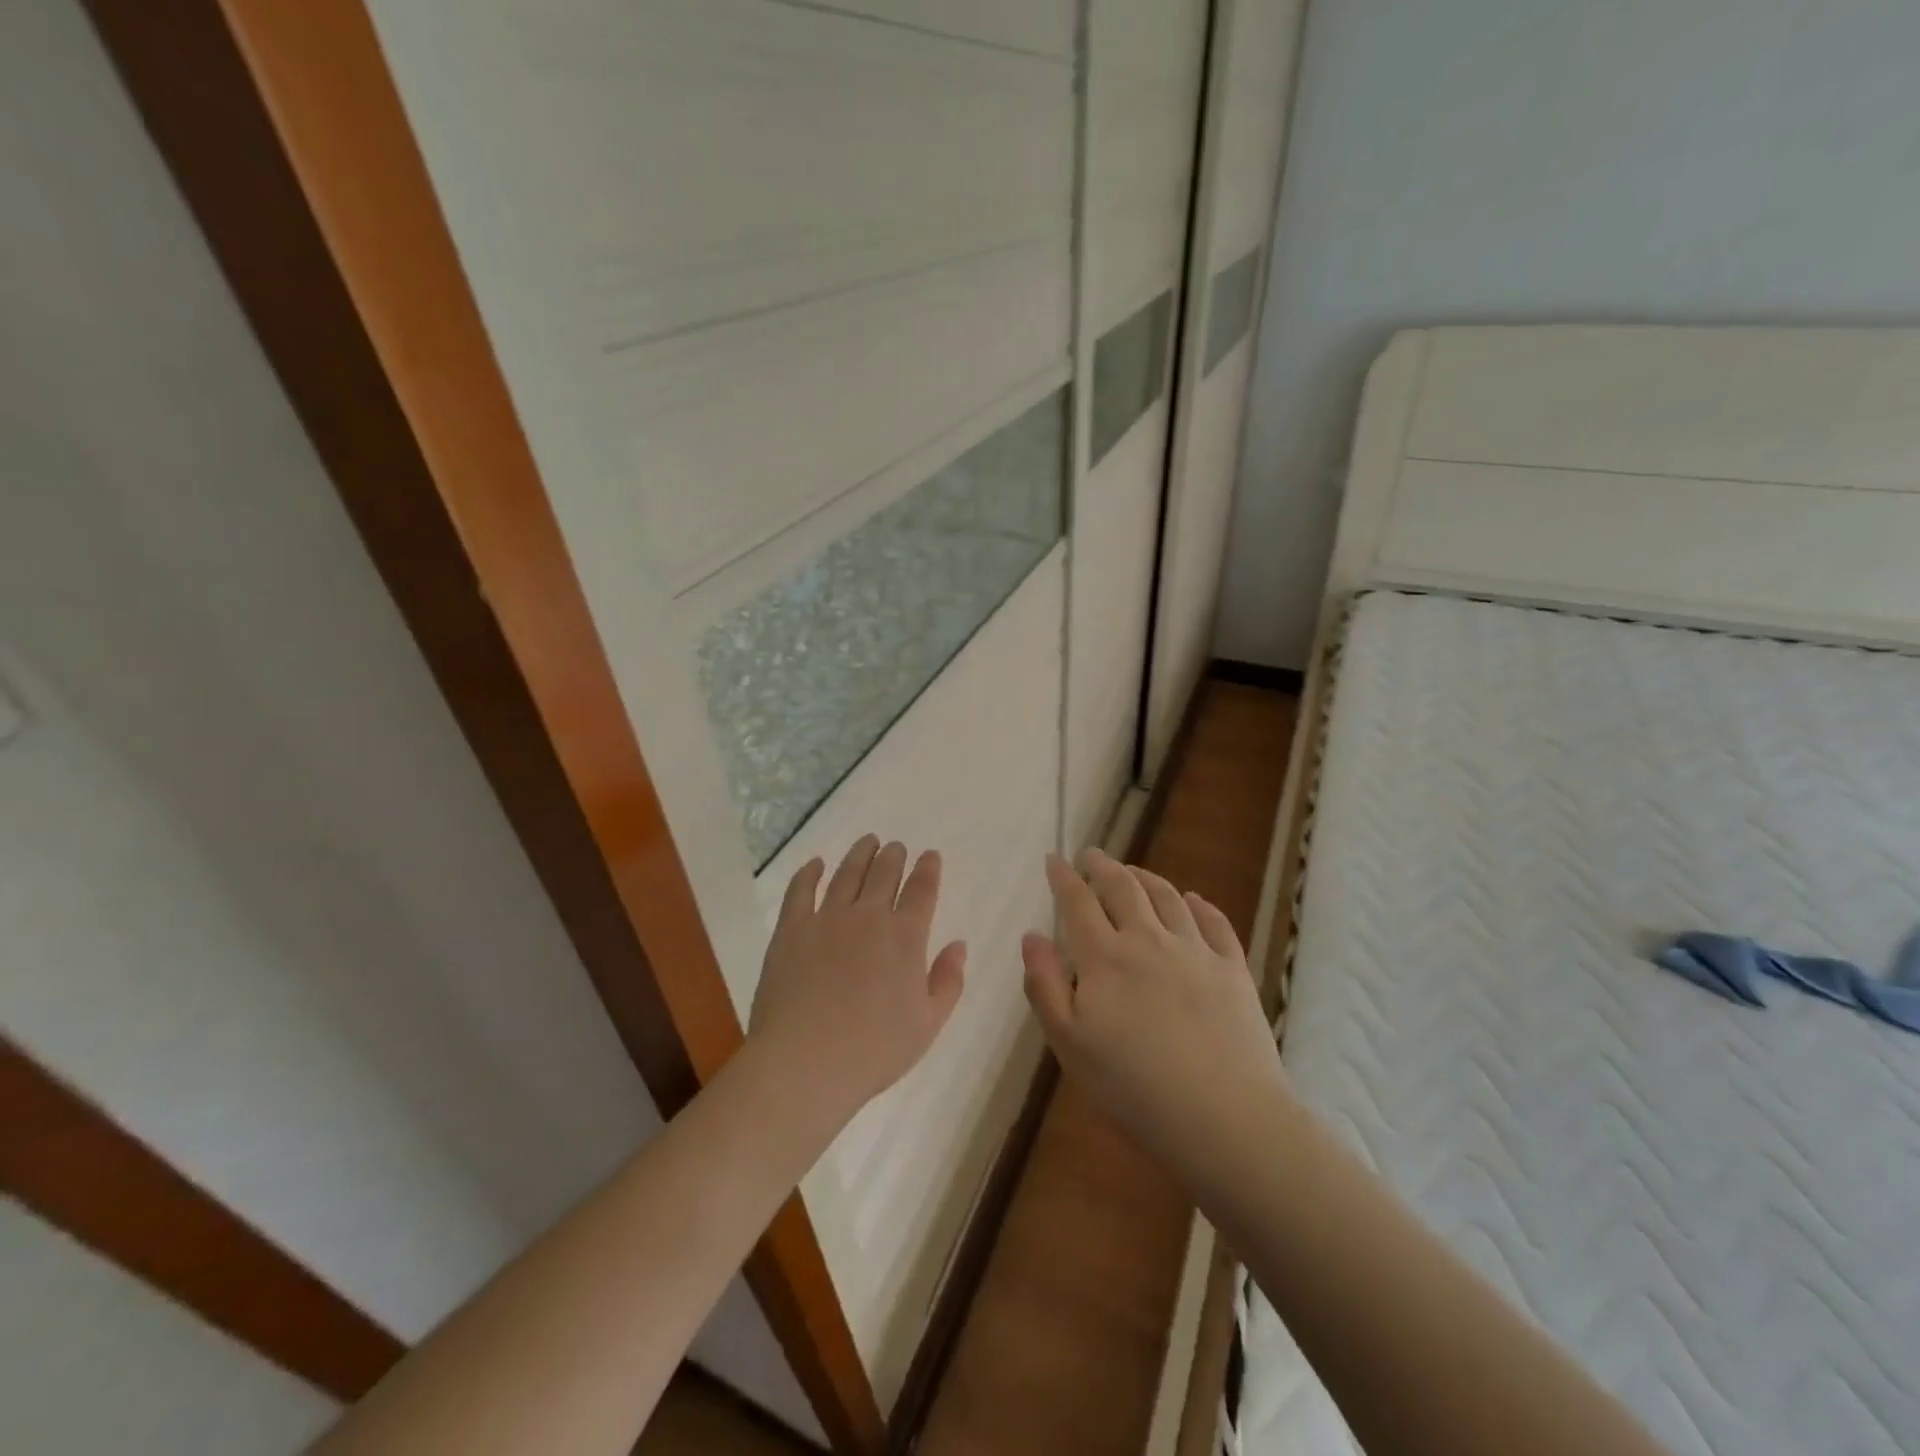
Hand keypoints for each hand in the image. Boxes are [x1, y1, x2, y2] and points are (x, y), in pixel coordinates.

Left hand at [748, 835, 967, 1120]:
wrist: (805, 1062)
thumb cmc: (874, 1049)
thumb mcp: (928, 1024)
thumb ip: (948, 981)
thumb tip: (958, 945)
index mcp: (905, 936)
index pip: (922, 890)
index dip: (928, 869)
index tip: (930, 856)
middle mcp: (868, 916)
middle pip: (884, 873)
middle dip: (894, 856)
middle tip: (896, 846)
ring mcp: (826, 918)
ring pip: (847, 873)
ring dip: (860, 854)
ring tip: (868, 841)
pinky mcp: (791, 929)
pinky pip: (801, 890)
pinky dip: (810, 872)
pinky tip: (816, 864)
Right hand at [1022, 849, 1285, 1177]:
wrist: (1224, 1117)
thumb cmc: (1133, 1087)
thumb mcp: (1070, 1045)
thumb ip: (1045, 986)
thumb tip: (1032, 936)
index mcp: (1105, 958)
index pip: (1078, 903)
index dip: (1064, 877)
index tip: (1054, 859)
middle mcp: (1148, 940)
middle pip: (1123, 888)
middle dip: (1103, 867)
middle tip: (1092, 855)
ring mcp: (1195, 951)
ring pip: (1167, 897)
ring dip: (1146, 878)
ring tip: (1133, 872)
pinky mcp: (1232, 969)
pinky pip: (1214, 923)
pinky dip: (1200, 905)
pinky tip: (1193, 900)